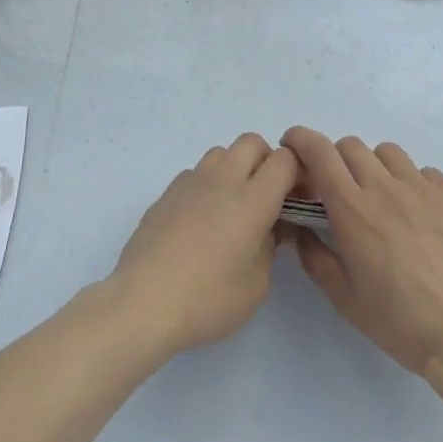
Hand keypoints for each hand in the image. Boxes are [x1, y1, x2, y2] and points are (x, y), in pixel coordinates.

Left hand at [106, 133, 299, 357]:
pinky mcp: (167, 191)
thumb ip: (270, 247)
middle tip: (268, 199)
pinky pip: (197, 172)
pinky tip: (203, 220)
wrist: (143, 299)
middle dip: (266, 161)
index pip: (284, 160)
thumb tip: (269, 227)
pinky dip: (209, 184)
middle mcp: (222, 179)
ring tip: (234, 208)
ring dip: (235, 168)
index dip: (297, 172)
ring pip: (222, 152)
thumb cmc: (207, 298)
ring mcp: (190, 181)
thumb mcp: (256, 285)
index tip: (298, 198)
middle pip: (251, 142)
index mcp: (251, 200)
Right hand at [280, 127, 442, 414]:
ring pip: (388, 153)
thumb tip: (299, 230)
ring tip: (383, 200)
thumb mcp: (345, 299)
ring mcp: (423, 188)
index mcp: (352, 207)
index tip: (293, 147)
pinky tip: (420, 216)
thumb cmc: (401, 322)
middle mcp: (385, 186)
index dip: (301, 139)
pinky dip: (414, 184)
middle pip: (351, 146)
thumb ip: (315, 257)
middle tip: (340, 190)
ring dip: (376, 168)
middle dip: (337, 160)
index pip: (319, 151)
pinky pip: (426, 173)